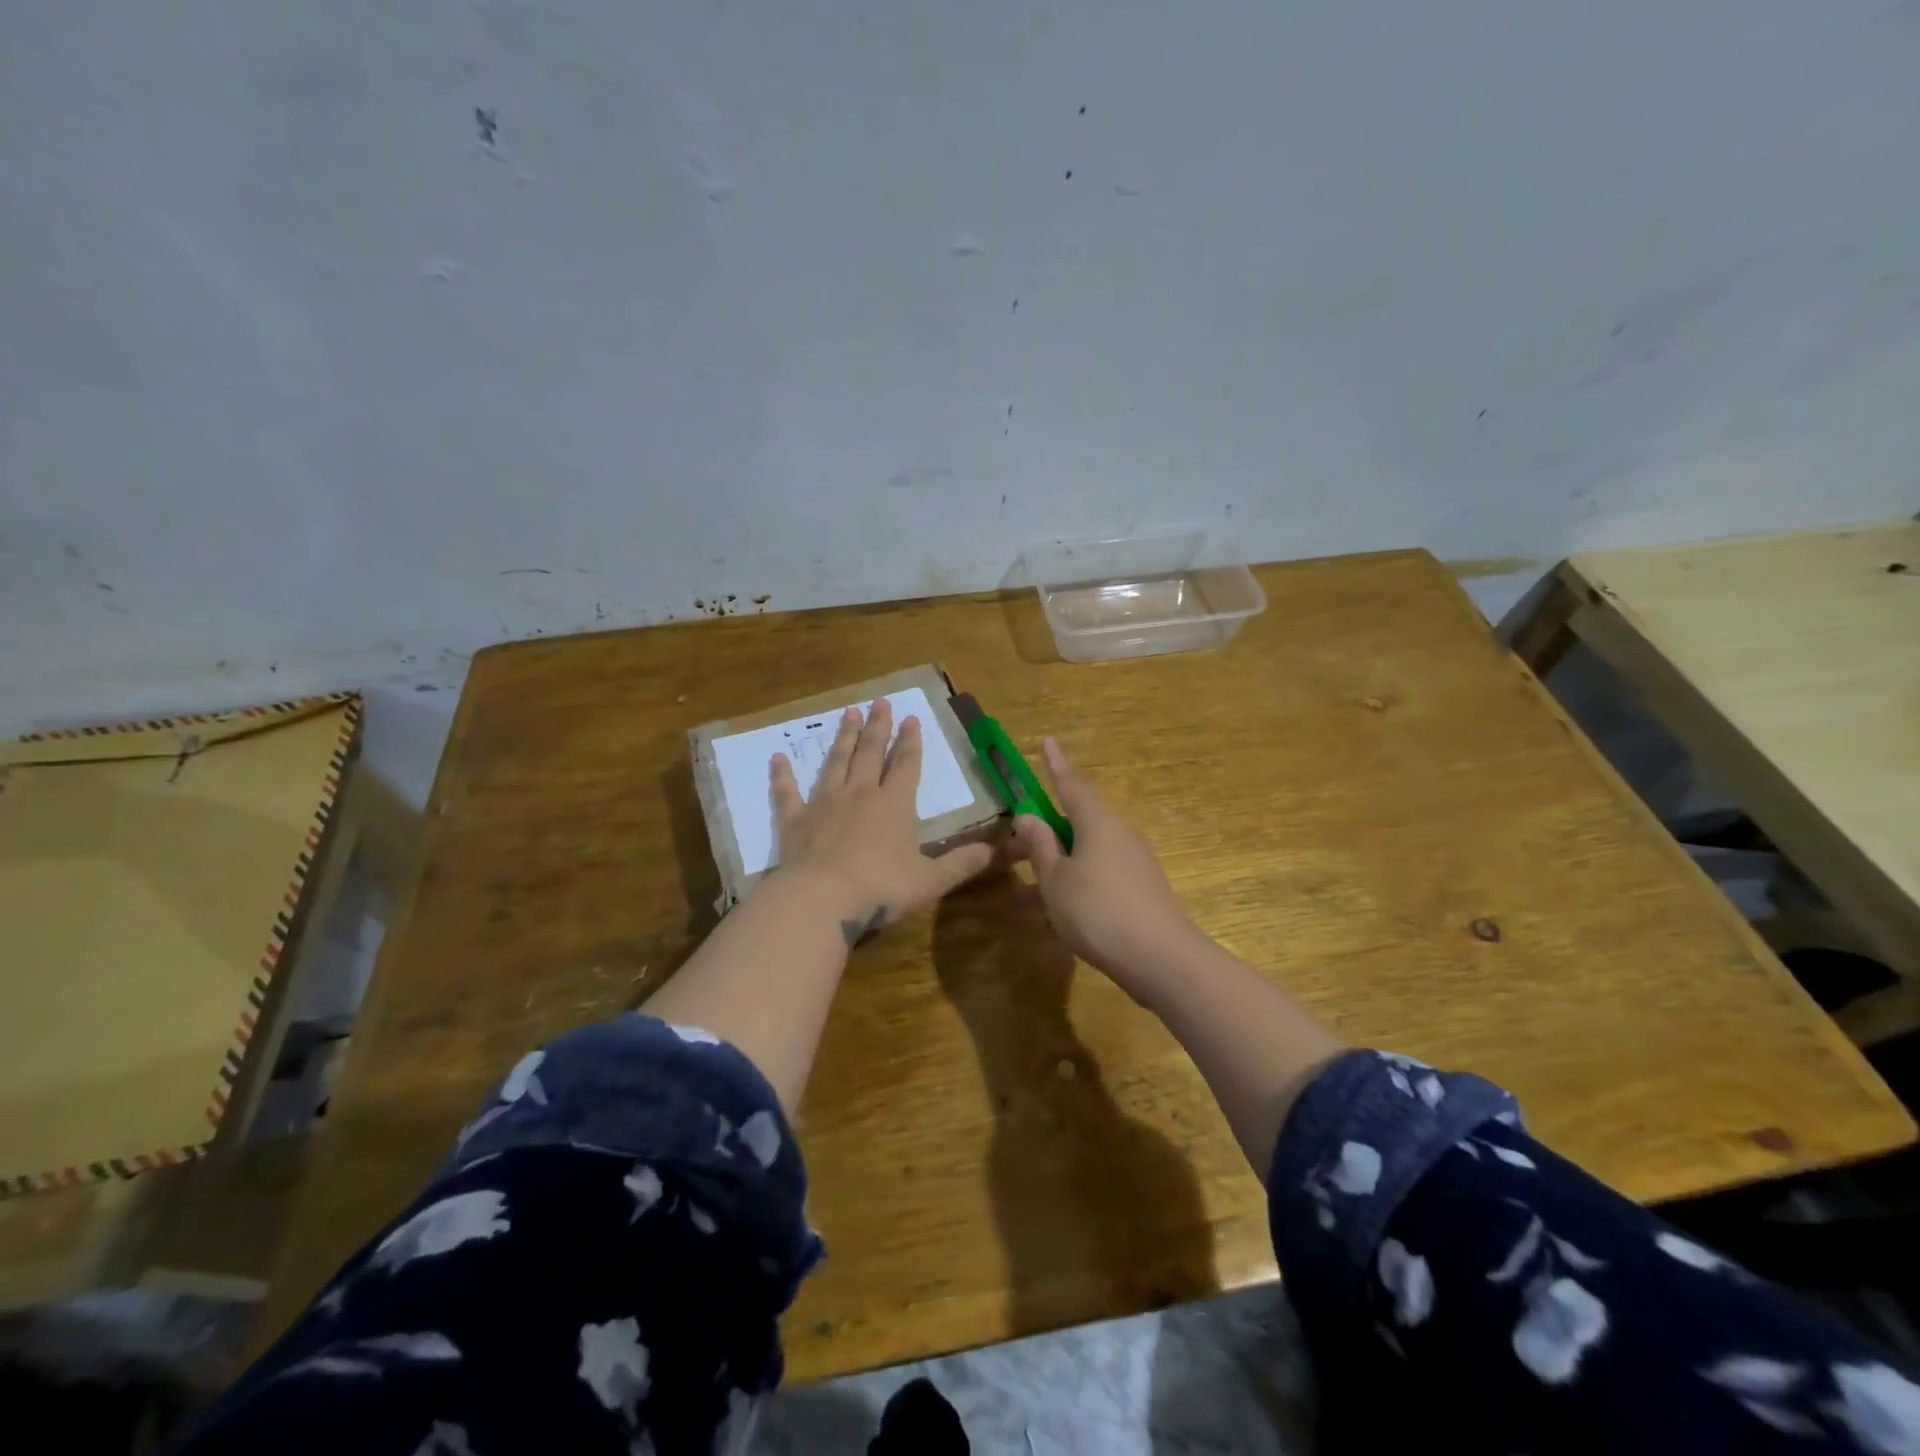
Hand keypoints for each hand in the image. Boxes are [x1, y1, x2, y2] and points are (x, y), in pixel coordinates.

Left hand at [770, 699, 994, 944]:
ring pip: (836, 763)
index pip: (906, 765)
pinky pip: (787, 792)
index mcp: (894, 805)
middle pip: (871, 754)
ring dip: (844, 739)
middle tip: (879, 701)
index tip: (911, 718)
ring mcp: (824, 804)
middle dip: (877, 727)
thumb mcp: (931, 880)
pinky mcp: (794, 821)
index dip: (911, 742)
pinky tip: (777, 758)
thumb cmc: (882, 887)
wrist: (823, 898)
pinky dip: (782, 775)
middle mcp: (860, 795)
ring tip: (848, 714)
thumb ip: (962, 864)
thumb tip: (996, 852)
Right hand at [1012, 738, 1201, 997]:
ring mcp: (1138, 858)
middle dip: (1060, 812)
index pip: (1071, 783)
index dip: (1056, 764)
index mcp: (1097, 822)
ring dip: (1071, 847)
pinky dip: (1085, 870)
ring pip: (1096, 842)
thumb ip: (1041, 847)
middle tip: (1035, 819)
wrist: (1162, 959)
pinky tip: (1073, 897)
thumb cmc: (1098, 913)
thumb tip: (1028, 816)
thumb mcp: (1056, 881)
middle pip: (1086, 812)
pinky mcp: (1146, 884)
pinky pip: (1107, 864)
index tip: (1047, 740)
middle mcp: (1121, 831)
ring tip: (1046, 870)